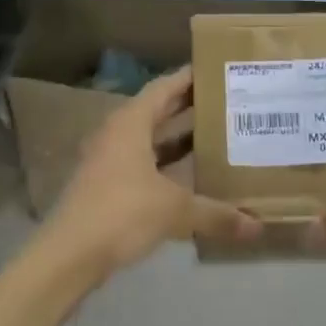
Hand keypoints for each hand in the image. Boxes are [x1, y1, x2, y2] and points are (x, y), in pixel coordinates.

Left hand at [43, 66, 261, 275]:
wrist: (69, 255)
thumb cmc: (122, 213)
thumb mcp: (175, 211)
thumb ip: (216, 214)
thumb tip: (257, 226)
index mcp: (131, 124)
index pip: (164, 88)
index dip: (189, 78)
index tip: (217, 70)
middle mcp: (117, 134)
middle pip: (157, 111)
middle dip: (189, 106)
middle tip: (226, 101)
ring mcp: (108, 160)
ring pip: (149, 140)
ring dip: (178, 138)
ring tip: (217, 135)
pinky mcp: (106, 186)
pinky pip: (143, 164)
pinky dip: (167, 164)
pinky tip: (191, 176)